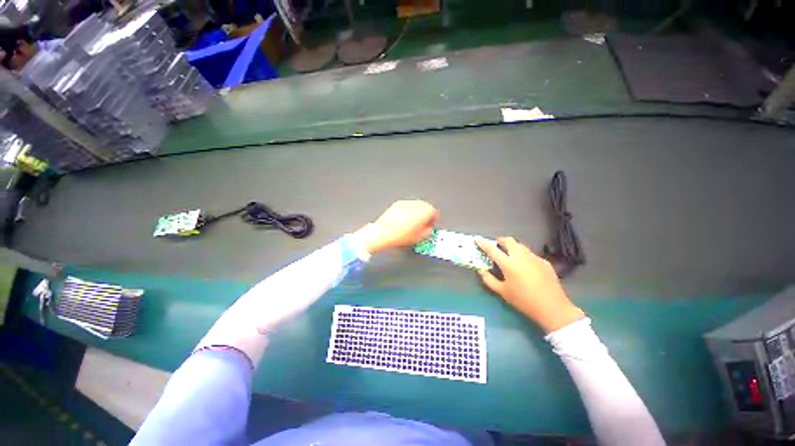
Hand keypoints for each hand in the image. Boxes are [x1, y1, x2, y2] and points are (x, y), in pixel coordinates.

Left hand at [355, 200, 437, 253]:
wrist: (383, 233)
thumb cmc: (400, 236)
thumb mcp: (419, 238)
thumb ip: (428, 231)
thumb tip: (428, 229)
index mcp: (423, 212)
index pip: (434, 212)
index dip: (433, 219)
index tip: (431, 224)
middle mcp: (416, 204)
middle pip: (426, 206)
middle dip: (426, 214)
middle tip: (423, 223)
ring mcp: (406, 203)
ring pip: (417, 205)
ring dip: (417, 212)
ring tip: (413, 222)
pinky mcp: (398, 203)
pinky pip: (407, 206)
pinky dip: (409, 211)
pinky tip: (405, 219)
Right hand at [476, 237, 583, 332]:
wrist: (552, 307)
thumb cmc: (523, 300)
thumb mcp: (502, 292)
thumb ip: (489, 279)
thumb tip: (481, 270)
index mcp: (508, 263)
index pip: (492, 249)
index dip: (483, 243)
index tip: (477, 238)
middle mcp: (521, 256)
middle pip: (509, 241)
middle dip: (500, 241)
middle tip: (496, 246)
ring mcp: (534, 257)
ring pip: (520, 246)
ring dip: (512, 247)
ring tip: (510, 256)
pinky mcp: (544, 262)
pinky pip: (530, 254)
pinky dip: (523, 256)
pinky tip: (525, 267)